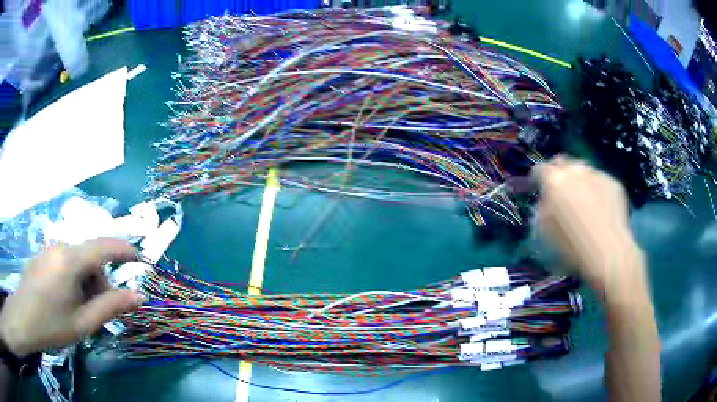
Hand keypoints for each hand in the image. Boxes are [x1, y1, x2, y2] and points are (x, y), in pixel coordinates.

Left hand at [0, 238, 141, 356]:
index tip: (138, 258)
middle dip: (99, 282)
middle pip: (89, 258)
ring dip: (84, 282)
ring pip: (75, 260)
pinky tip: (63, 299)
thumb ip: (111, 307)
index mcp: (71, 260)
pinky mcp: (40, 256)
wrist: (24, 318)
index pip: (103, 246)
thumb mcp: (83, 323)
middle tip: (99, 310)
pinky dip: (71, 278)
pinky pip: (62, 261)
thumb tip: (139, 297)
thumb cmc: (52, 324)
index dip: (123, 249)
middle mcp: (60, 247)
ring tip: (79, 308)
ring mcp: (48, 250)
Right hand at [532, 157, 643, 288]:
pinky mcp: (613, 182)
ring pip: (583, 169)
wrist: (608, 253)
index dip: (537, 179)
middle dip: (560, 173)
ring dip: (580, 179)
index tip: (538, 188)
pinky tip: (600, 208)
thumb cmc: (572, 248)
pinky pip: (600, 180)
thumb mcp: (545, 233)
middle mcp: (575, 171)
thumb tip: (547, 201)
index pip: (540, 169)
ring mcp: (597, 174)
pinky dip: (597, 189)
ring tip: (584, 199)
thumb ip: (542, 210)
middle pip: (563, 162)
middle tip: (561, 192)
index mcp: (555, 181)